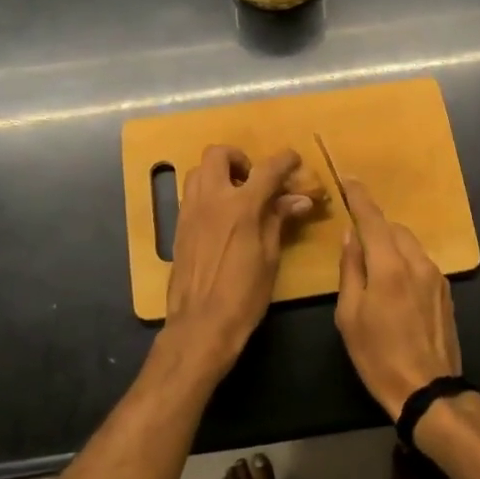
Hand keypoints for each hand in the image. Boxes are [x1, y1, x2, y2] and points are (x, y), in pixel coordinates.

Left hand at [159, 146, 313, 385]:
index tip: (294, 160)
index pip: (267, 169)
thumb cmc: (244, 294)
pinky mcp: (178, 226)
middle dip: (239, 159)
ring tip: (236, 196)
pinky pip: (191, 194)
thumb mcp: (270, 256)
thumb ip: (280, 220)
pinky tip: (221, 217)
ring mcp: (190, 211)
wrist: (201, 324)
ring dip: (219, 173)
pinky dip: (207, 192)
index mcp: (241, 206)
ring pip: (199, 171)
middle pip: (219, 154)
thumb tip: (300, 199)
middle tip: (253, 180)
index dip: (284, 160)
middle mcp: (211, 199)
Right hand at [334, 180, 461, 419]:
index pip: (372, 218)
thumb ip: (350, 269)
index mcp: (389, 266)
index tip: (348, 179)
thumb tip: (351, 236)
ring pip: (410, 244)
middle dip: (374, 226)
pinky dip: (404, 261)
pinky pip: (420, 262)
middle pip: (394, 229)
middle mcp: (417, 262)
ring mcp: (436, 276)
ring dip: (390, 244)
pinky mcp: (446, 291)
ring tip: (374, 267)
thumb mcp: (350, 315)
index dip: (359, 196)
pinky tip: (394, 285)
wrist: (428, 391)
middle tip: (355, 241)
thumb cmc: (378, 356)